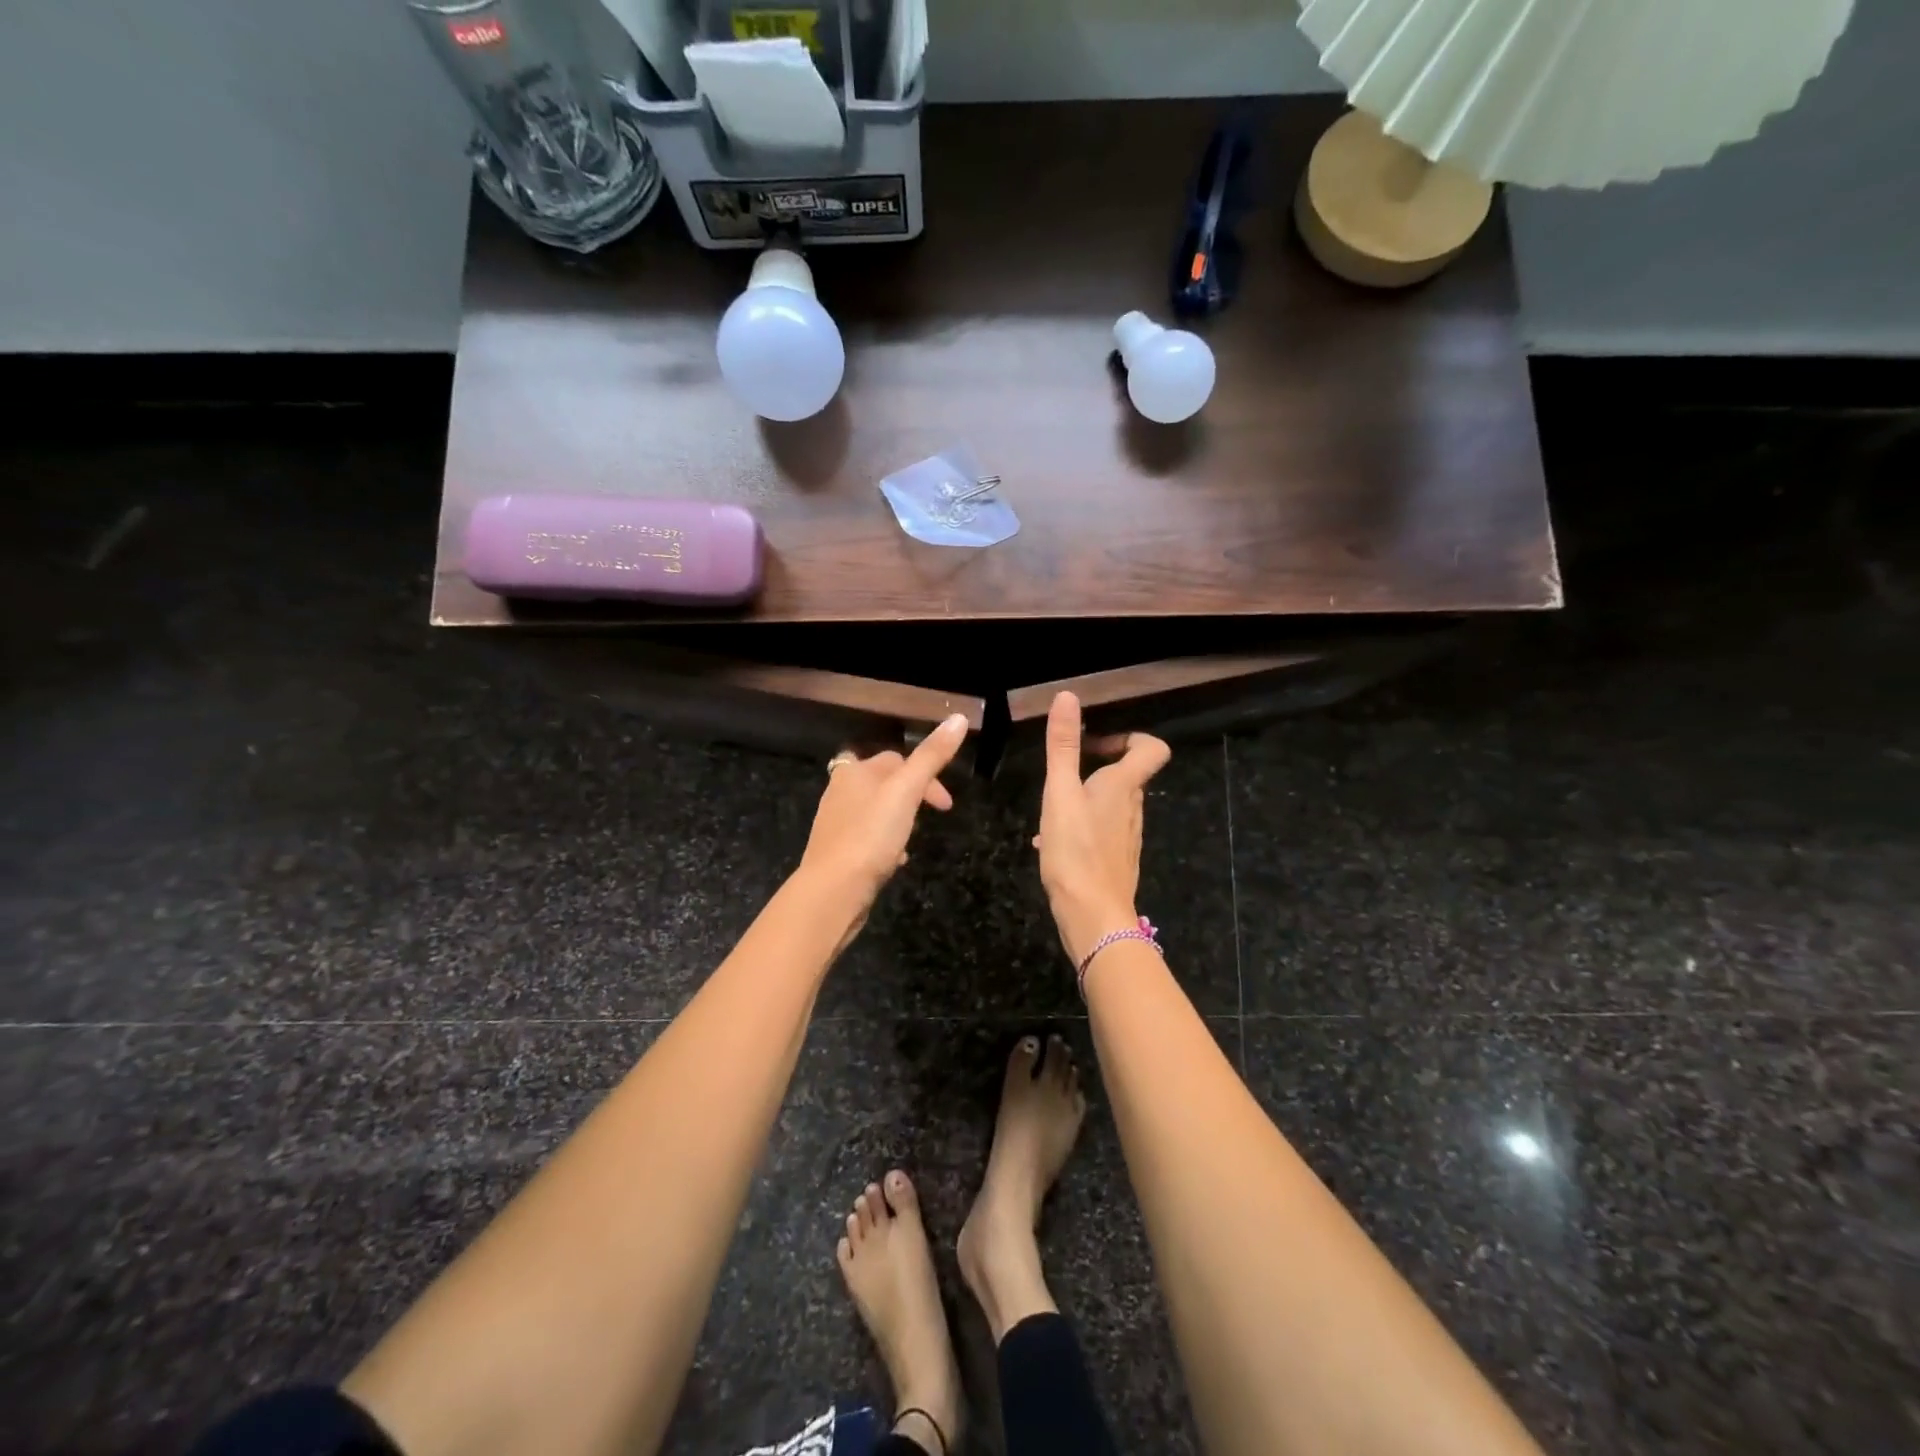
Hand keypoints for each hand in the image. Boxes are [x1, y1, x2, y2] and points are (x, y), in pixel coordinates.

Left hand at [796, 714, 969, 918]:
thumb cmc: (870, 835)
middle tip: (932, 817)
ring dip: (898, 820)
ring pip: (875, 811)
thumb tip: (959, 718)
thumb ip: (931, 756)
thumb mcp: (907, 791)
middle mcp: (840, 791)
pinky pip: (867, 838)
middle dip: (911, 796)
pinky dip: (884, 843)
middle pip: (884, 783)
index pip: (896, 759)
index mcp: (854, 771)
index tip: (946, 805)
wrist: (833, 890)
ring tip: (913, 839)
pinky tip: (894, 860)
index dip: (926, 775)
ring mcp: (835, 822)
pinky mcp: (836, 851)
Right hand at [1034, 691, 1170, 964]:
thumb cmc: (1076, 850)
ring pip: (1109, 804)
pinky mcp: (1116, 861)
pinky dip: (1080, 827)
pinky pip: (1100, 831)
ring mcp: (1126, 837)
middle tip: (1063, 774)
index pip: (1151, 748)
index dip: (1129, 738)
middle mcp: (1132, 808)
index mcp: (1123, 786)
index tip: (1096, 745)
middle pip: (1127, 775)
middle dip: (1096, 767)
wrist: (1092, 915)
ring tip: (1051, 811)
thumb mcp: (1060, 793)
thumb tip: (1067, 696)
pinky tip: (1050, 843)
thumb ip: (1063, 746)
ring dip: (1084, 798)